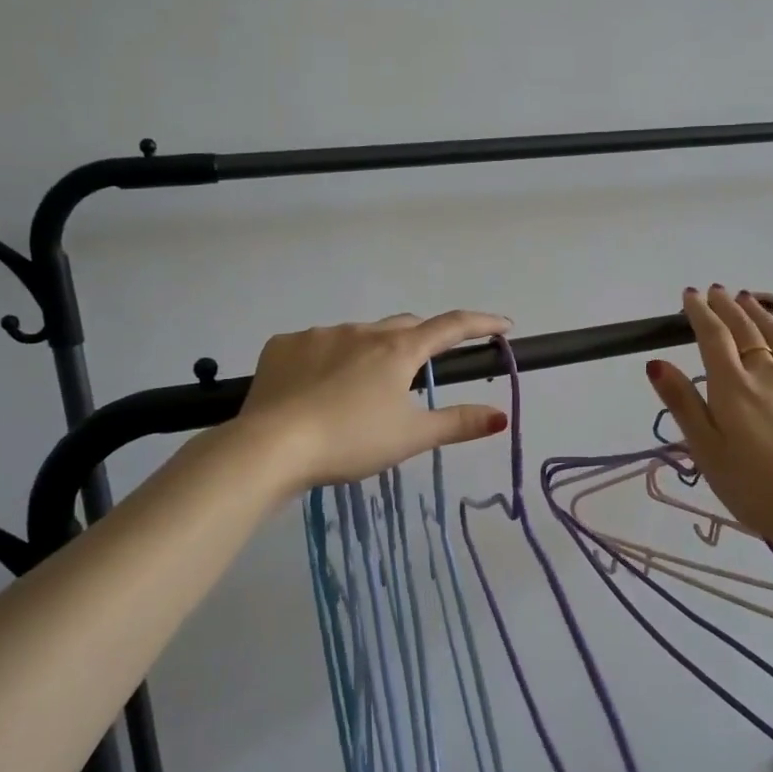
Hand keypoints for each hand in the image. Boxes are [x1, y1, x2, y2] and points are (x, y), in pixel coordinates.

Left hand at [239, 311, 513, 491]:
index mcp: (397, 350)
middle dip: (420, 341)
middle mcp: (361, 331)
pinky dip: (328, 360)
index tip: (503, 325)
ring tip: (360, 392)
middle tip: (422, 371)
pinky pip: (316, 345)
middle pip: (403, 327)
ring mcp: (319, 334)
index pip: (451, 326)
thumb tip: (501, 416)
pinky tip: (317, 389)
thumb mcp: (410, 437)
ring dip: (370, 353)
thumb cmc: (350, 441)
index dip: (481, 324)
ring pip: (358, 336)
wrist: (270, 447)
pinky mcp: (283, 345)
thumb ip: (457, 423)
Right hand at [645, 286, 772, 550]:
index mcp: (732, 385)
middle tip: (714, 291)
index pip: (713, 336)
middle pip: (744, 328)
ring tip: (747, 299)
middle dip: (726, 306)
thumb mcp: (706, 450)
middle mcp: (765, 372)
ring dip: (757, 312)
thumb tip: (656, 363)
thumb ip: (683, 404)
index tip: (689, 295)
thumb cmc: (754, 486)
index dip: (699, 312)